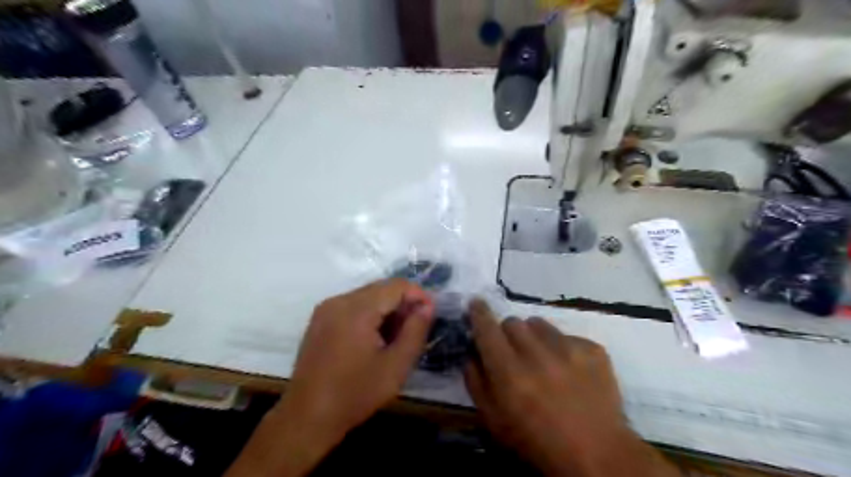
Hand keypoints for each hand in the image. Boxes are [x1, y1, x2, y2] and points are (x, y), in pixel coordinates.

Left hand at [226, 280, 435, 476]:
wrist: (306, 418)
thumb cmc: (355, 394)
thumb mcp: (396, 366)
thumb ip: (415, 331)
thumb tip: (427, 306)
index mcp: (357, 309)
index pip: (397, 285)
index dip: (418, 296)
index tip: (430, 317)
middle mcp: (339, 300)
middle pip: (381, 288)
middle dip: (403, 304)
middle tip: (414, 331)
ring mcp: (326, 309)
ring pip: (368, 296)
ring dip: (387, 310)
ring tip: (396, 339)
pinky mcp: (321, 319)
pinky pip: (353, 306)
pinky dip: (370, 315)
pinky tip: (375, 340)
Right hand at [465, 302, 678, 476]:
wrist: (598, 456)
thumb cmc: (537, 443)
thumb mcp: (494, 421)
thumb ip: (476, 382)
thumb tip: (472, 353)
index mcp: (509, 373)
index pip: (487, 328)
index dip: (478, 313)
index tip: (476, 303)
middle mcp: (537, 354)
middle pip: (512, 322)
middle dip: (507, 333)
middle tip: (513, 353)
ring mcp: (568, 349)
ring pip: (539, 324)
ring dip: (534, 336)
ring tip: (542, 358)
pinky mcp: (593, 350)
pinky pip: (567, 335)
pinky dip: (561, 347)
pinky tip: (569, 370)